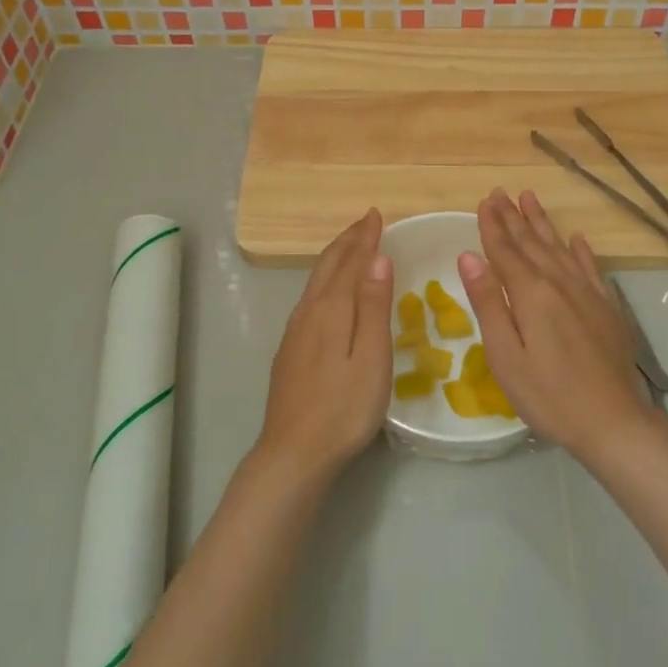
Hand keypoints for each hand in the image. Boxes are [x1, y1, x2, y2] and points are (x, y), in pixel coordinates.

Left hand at [259, 209, 394, 481]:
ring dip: (335, 257)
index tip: (376, 214)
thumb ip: (373, 306)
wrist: (293, 452)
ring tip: (350, 246)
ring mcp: (295, 331)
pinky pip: (310, 297)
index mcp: (331, 310)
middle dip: (348, 240)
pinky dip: (325, 279)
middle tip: (365, 221)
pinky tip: (328, 290)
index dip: (365, 238)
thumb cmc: (344, 409)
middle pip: (328, 265)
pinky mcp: (290, 349)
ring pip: (315, 280)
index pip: (351, 262)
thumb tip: (377, 257)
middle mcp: (309, 312)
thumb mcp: (371, 358)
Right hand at [458, 190, 650, 461]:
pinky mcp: (606, 308)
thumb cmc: (548, 395)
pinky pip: (591, 267)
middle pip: (531, 243)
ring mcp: (587, 294)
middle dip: (513, 217)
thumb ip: (488, 303)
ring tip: (530, 199)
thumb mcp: (506, 355)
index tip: (484, 200)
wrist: (613, 422)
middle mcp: (560, 283)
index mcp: (531, 293)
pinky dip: (581, 250)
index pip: (505, 250)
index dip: (492, 225)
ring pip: (559, 248)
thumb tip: (469, 257)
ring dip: (542, 223)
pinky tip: (576, 238)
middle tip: (500, 192)